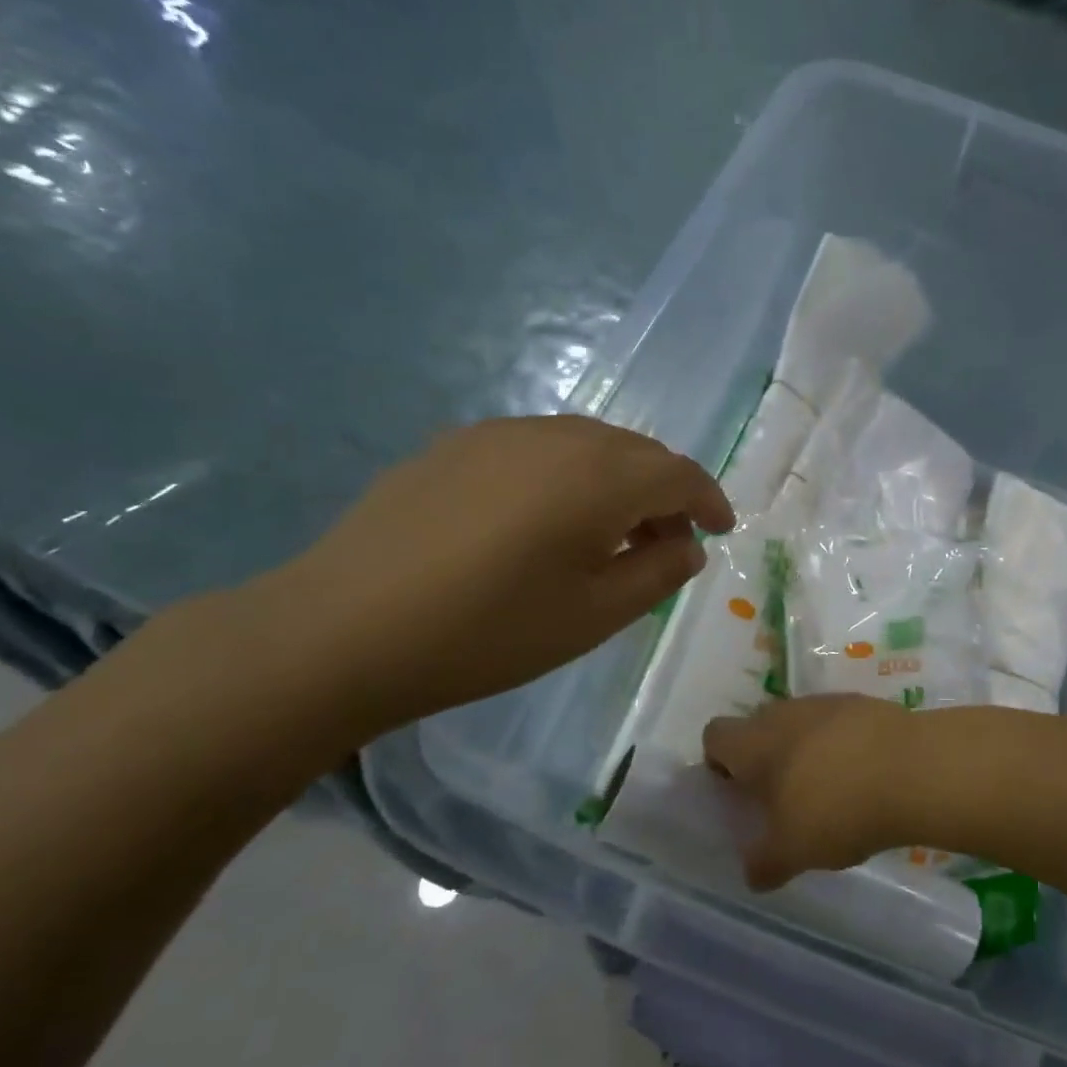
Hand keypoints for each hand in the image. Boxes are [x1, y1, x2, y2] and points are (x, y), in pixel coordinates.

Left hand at [247, 416, 733, 738]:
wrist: (345, 628)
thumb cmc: (488, 632)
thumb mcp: (594, 616)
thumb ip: (657, 574)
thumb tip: (687, 546)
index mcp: (600, 476)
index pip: (679, 474)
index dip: (709, 500)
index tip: (721, 531)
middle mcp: (556, 436)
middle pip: (636, 452)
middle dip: (665, 493)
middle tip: (668, 542)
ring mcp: (500, 434)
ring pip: (587, 444)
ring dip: (617, 482)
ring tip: (609, 534)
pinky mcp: (455, 445)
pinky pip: (538, 448)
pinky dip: (568, 476)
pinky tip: (545, 520)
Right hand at [703, 696, 922, 888]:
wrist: (912, 769)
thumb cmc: (836, 808)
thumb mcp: (793, 851)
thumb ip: (765, 863)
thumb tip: (753, 874)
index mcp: (753, 742)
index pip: (715, 735)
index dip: (718, 762)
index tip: (737, 792)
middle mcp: (783, 713)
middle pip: (758, 727)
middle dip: (765, 758)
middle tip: (783, 798)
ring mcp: (825, 703)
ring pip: (800, 724)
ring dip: (805, 750)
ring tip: (829, 790)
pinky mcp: (864, 703)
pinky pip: (839, 723)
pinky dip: (842, 745)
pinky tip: (864, 776)